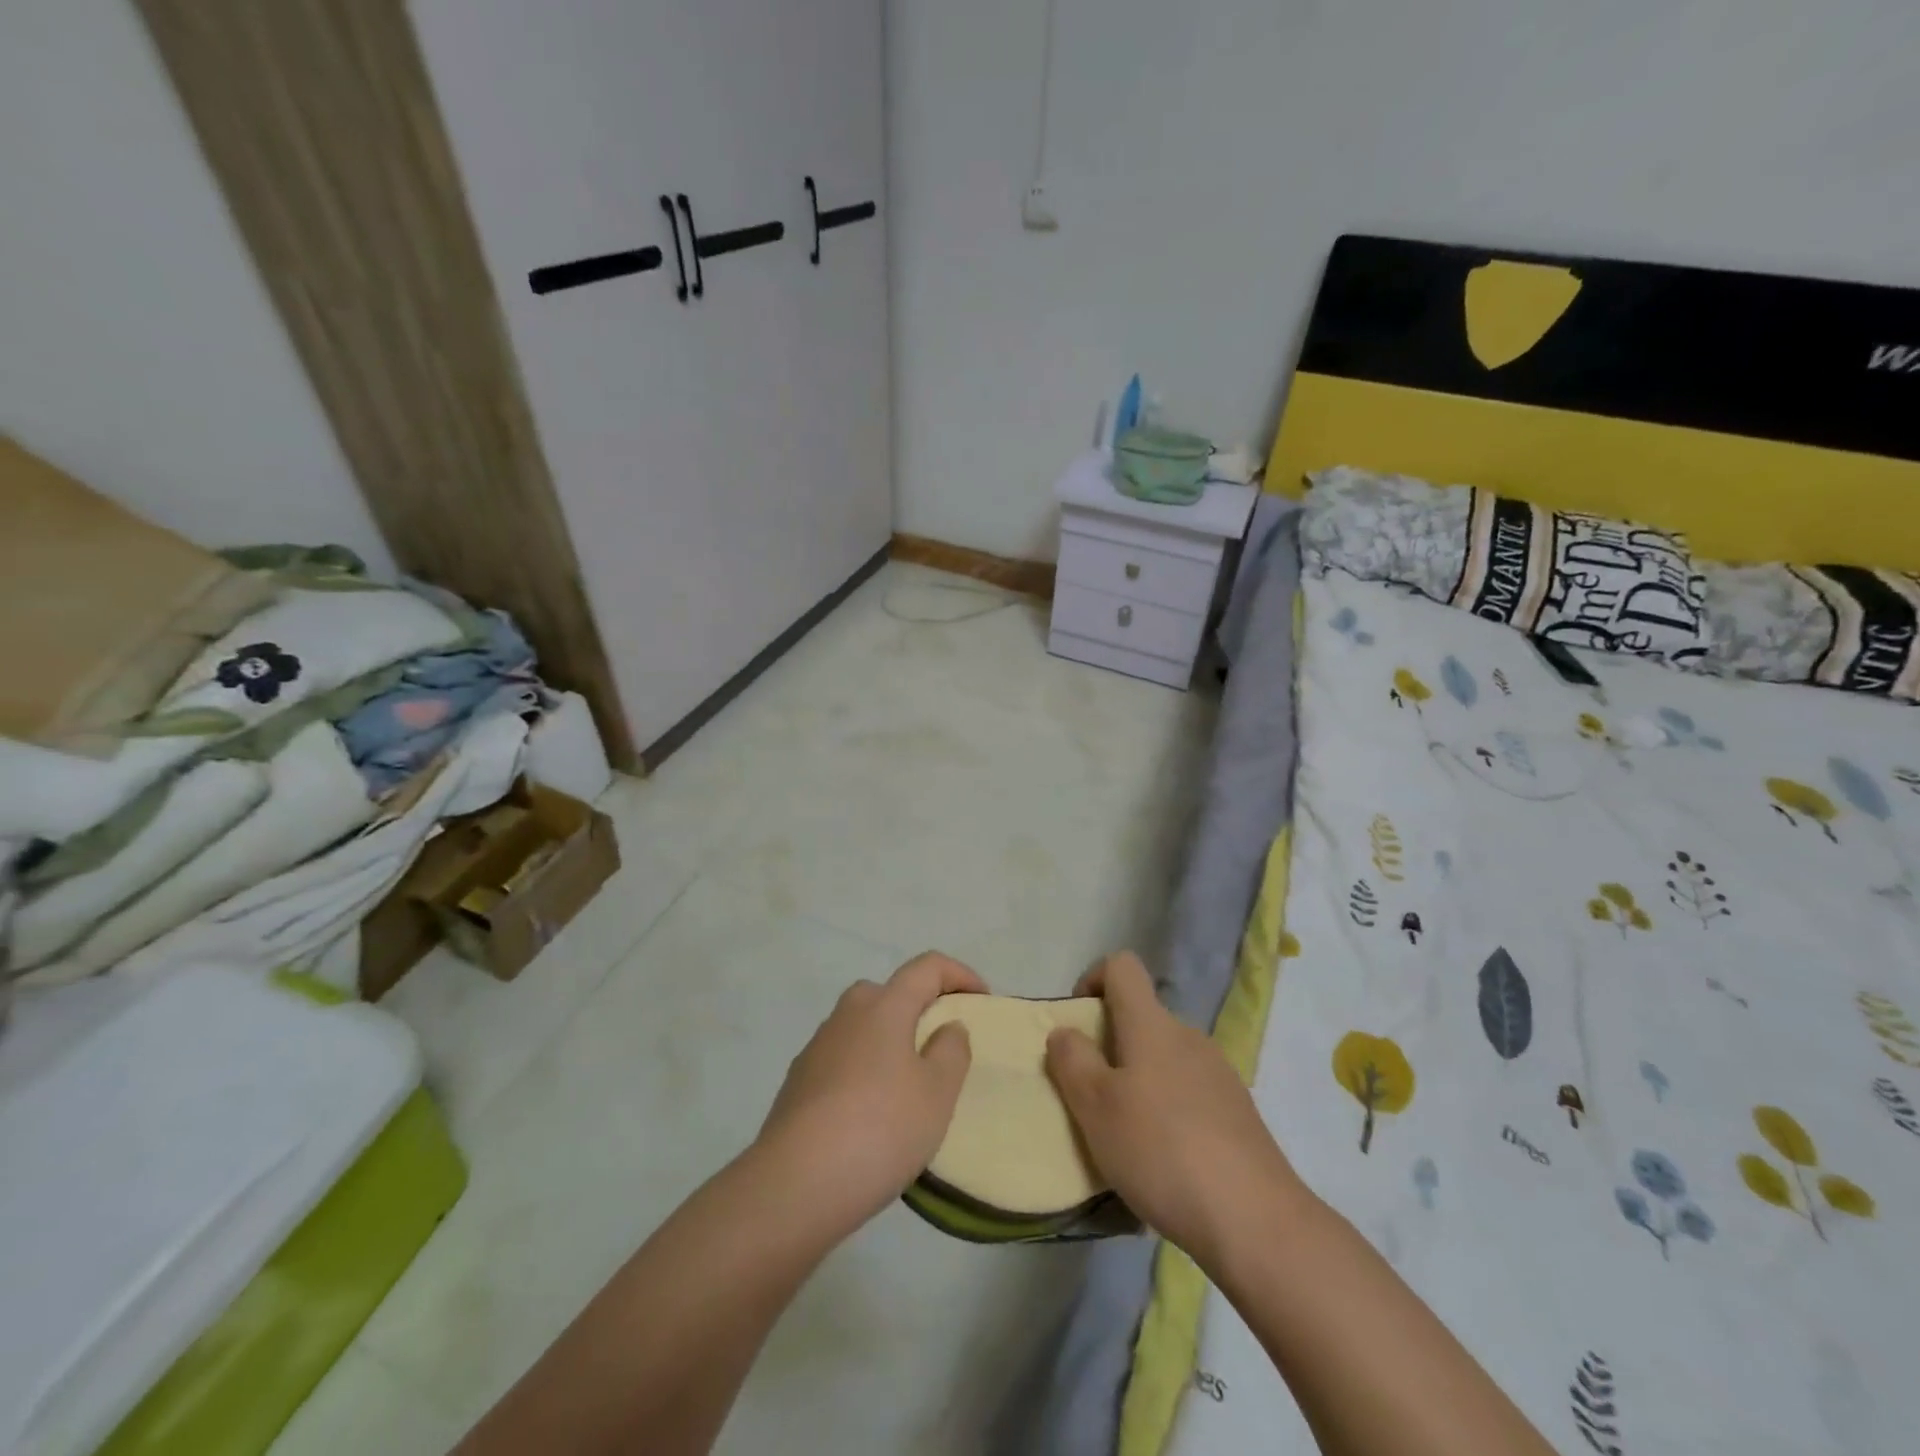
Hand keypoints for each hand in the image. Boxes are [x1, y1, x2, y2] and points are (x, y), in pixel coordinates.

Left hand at [757, 951, 987, 1234]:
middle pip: (890, 993)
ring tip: (910, 1087)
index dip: (959, 974)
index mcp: (884, 1006)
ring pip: (863, 1028)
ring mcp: (817, 1047)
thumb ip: (951, 1051)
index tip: (982, 1001)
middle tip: (943, 1046)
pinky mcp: (798, 1082)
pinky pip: (843, 1060)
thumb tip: (947, 1026)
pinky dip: (865, 1071)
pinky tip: (872, 1115)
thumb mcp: (937, 1093)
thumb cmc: (880, 1128)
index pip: (927, 966)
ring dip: (890, 1043)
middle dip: (920, 1009)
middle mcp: (847, 1014)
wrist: (794, 1184)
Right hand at [1045, 951, 1307, 1266]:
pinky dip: (1166, 1111)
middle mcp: (1188, 1036)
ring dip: (1138, 1081)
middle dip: (1110, 1044)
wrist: (1255, 1220)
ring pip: (1164, 1059)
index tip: (1078, 1022)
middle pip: (1141, 1017)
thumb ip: (1072, 1061)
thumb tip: (1065, 1031)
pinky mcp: (1237, 1112)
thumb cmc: (1161, 1150)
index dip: (1093, 979)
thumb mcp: (1096, 1107)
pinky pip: (1188, 1093)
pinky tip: (1163, 1162)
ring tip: (1124, 1136)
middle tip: (1091, 1095)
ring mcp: (1218, 1074)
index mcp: (1152, 1024)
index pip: (1122, 966)